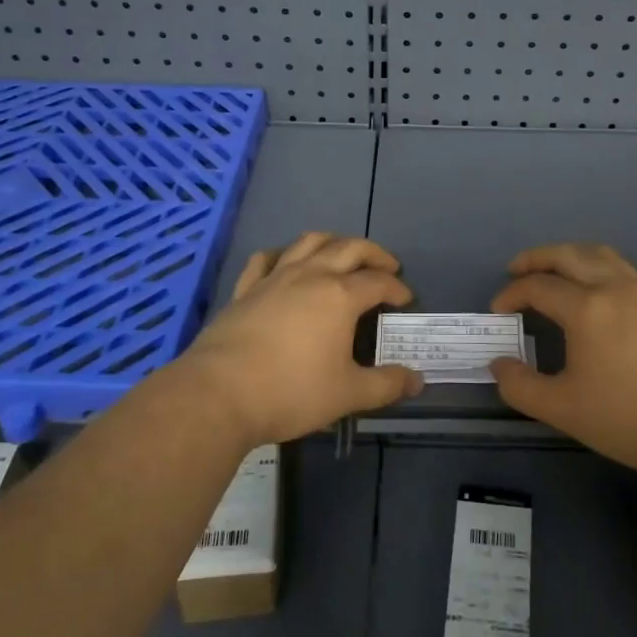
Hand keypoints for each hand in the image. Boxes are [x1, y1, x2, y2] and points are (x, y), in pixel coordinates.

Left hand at [177, 232, 423, 446]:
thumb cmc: (291, 392)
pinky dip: (282, 255)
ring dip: (333, 242)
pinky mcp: (246, 289)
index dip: (397, 288)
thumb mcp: (348, 395)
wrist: (219, 394)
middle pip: (349, 248)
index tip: (406, 299)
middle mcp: (310, 276)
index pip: (378, 282)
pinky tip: (285, 263)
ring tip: (343, 254)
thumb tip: (417, 379)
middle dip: (373, 254)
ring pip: (309, 242)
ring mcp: (275, 278)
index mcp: (340, 296)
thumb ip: (386, 385)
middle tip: (386, 266)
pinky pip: (266, 259)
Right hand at [488, 243, 636, 477]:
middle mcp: (615, 287)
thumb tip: (499, 365)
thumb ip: (521, 386)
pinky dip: (608, 267)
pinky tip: (607, 285)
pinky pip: (631, 270)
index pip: (538, 287)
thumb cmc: (629, 419)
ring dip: (573, 254)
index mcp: (587, 308)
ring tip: (557, 269)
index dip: (512, 294)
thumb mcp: (564, 409)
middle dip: (537, 258)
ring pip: (604, 254)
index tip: (498, 311)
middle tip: (517, 269)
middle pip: (569, 254)